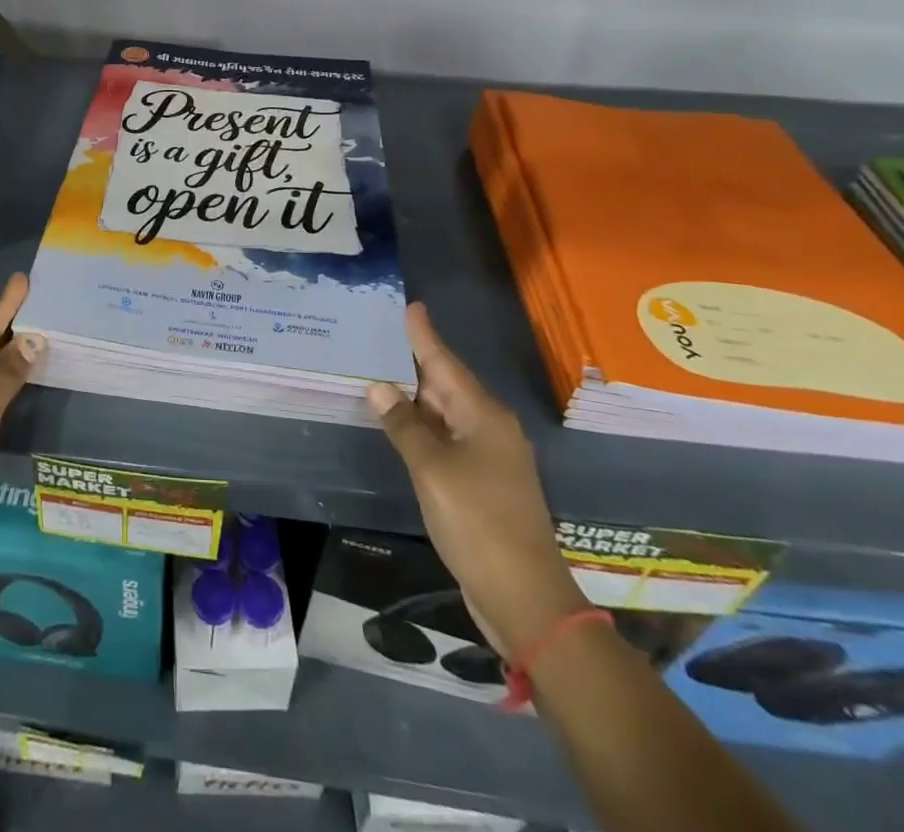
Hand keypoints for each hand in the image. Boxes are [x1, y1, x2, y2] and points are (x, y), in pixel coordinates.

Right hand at [367, 303, 588, 660]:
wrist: (525, 597)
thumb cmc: (478, 522)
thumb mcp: (432, 470)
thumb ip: (404, 426)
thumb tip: (380, 386)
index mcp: (483, 415)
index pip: (445, 363)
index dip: (424, 336)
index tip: (411, 306)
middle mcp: (489, 428)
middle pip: (445, 385)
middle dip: (414, 362)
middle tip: (378, 337)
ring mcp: (488, 457)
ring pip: (445, 414)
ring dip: (414, 398)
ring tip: (380, 374)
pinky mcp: (482, 483)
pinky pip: (446, 440)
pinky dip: (422, 428)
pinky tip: (399, 425)